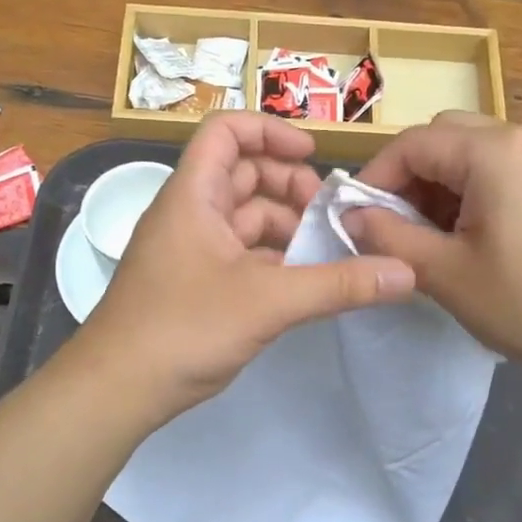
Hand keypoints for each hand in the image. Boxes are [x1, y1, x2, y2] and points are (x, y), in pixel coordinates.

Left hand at [75, 112, 414, 421]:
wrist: (116, 390)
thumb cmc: (183, 329)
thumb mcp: (268, 302)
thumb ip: (338, 285)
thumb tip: (406, 272)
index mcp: (193, 195)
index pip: (227, 131)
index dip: (271, 132)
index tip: (314, 158)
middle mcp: (189, 214)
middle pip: (242, 174)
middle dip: (289, 187)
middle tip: (330, 215)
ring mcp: (190, 251)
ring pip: (244, 219)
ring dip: (285, 227)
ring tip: (326, 252)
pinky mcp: (194, 285)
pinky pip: (240, 255)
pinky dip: (272, 260)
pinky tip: (302, 284)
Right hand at [346, 112, 521, 392]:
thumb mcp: (449, 276)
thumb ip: (389, 238)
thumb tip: (350, 215)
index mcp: (495, 151)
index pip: (413, 142)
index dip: (375, 178)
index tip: (358, 220)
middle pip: (448, 137)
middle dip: (412, 179)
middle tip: (399, 230)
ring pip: (480, 153)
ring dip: (446, 187)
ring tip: (439, 241)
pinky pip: (513, 170)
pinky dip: (482, 192)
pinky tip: (483, 240)